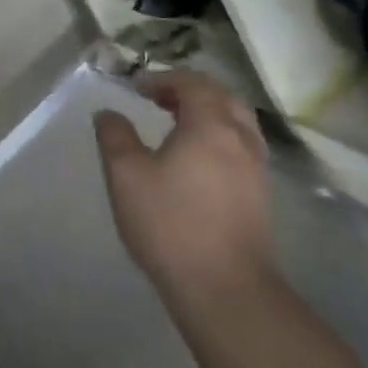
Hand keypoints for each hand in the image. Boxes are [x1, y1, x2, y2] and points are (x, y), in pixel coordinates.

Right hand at [95, 71, 275, 311]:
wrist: (225, 289)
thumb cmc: (170, 224)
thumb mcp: (126, 175)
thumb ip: (115, 137)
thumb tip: (108, 113)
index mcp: (210, 124)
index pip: (192, 83)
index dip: (163, 79)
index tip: (137, 88)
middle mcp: (240, 138)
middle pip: (221, 96)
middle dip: (190, 90)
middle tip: (159, 99)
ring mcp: (256, 167)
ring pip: (237, 121)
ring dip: (208, 112)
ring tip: (178, 124)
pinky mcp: (260, 195)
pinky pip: (241, 145)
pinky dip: (219, 135)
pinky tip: (197, 158)